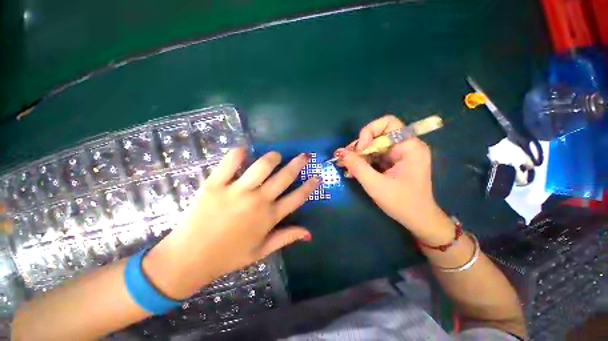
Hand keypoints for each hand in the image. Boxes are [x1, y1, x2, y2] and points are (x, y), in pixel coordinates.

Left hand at [144, 148, 319, 298]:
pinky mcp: (215, 185)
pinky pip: (230, 162)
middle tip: (304, 156)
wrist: (189, 259)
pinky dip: (239, 153)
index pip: (297, 198)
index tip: (317, 176)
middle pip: (284, 177)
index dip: (310, 186)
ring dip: (273, 157)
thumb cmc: (228, 256)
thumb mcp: (261, 251)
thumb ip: (286, 238)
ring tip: (275, 155)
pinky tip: (244, 151)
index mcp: (269, 217)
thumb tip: (309, 233)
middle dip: (298, 164)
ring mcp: (237, 191)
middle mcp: (258, 201)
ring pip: (262, 166)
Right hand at [336, 115, 439, 231]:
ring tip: (345, 165)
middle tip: (344, 159)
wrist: (417, 220)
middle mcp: (405, 146)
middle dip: (359, 146)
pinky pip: (374, 156)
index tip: (360, 149)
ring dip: (358, 155)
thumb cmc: (402, 203)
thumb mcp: (376, 185)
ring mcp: (398, 155)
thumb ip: (357, 167)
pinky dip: (362, 161)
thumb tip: (340, 152)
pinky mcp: (392, 162)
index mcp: (410, 147)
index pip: (388, 123)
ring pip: (373, 146)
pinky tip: (352, 170)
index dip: (370, 131)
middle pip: (377, 135)